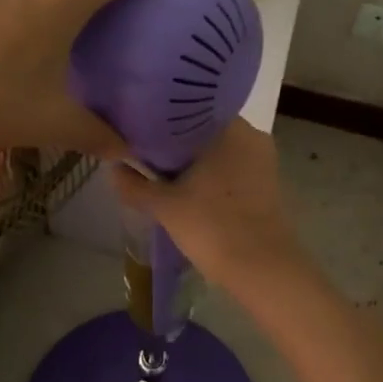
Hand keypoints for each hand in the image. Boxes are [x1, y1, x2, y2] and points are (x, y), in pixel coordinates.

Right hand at [112, 119, 308, 294]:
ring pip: (218, 152)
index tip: (138, 134)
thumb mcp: (165, 206)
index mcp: (230, 128)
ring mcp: (263, 161)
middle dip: (176, 144)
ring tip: (162, 173)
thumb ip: (135, 185)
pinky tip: (189, 190)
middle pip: (203, 132)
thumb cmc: (213, 226)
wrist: (263, 270)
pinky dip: (212, 176)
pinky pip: (232, 169)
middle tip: (144, 155)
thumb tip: (114, 169)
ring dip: (194, 162)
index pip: (187, 111)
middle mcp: (252, 136)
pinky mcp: (268, 185)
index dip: (160, 122)